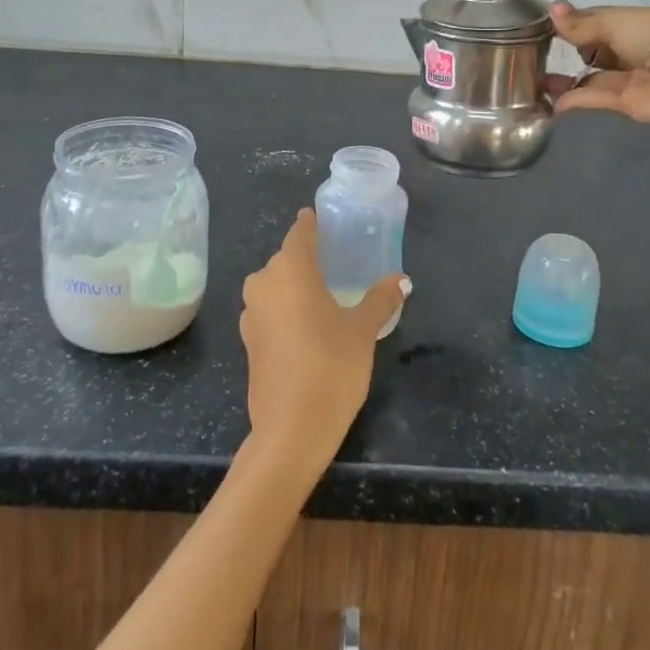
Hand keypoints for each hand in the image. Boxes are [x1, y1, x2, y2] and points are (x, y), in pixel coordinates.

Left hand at [240, 210, 408, 474]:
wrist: (291, 430)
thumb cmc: (331, 367)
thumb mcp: (362, 331)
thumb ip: (380, 299)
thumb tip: (402, 280)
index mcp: (290, 269)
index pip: (300, 232)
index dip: (312, 224)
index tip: (323, 219)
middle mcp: (264, 283)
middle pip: (286, 259)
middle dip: (307, 257)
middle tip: (336, 260)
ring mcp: (251, 313)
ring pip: (275, 285)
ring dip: (295, 285)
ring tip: (325, 293)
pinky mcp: (248, 340)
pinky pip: (269, 309)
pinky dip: (285, 308)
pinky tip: (307, 324)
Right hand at [546, 2, 649, 127]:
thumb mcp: (618, 22)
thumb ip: (583, 24)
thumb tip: (551, 10)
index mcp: (639, 23)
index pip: (599, 21)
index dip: (573, 22)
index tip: (544, 26)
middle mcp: (636, 49)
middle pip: (596, 50)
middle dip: (570, 51)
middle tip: (534, 54)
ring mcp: (633, 78)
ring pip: (594, 77)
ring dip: (567, 79)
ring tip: (535, 81)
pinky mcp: (629, 104)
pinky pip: (597, 98)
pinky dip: (575, 99)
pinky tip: (550, 101)